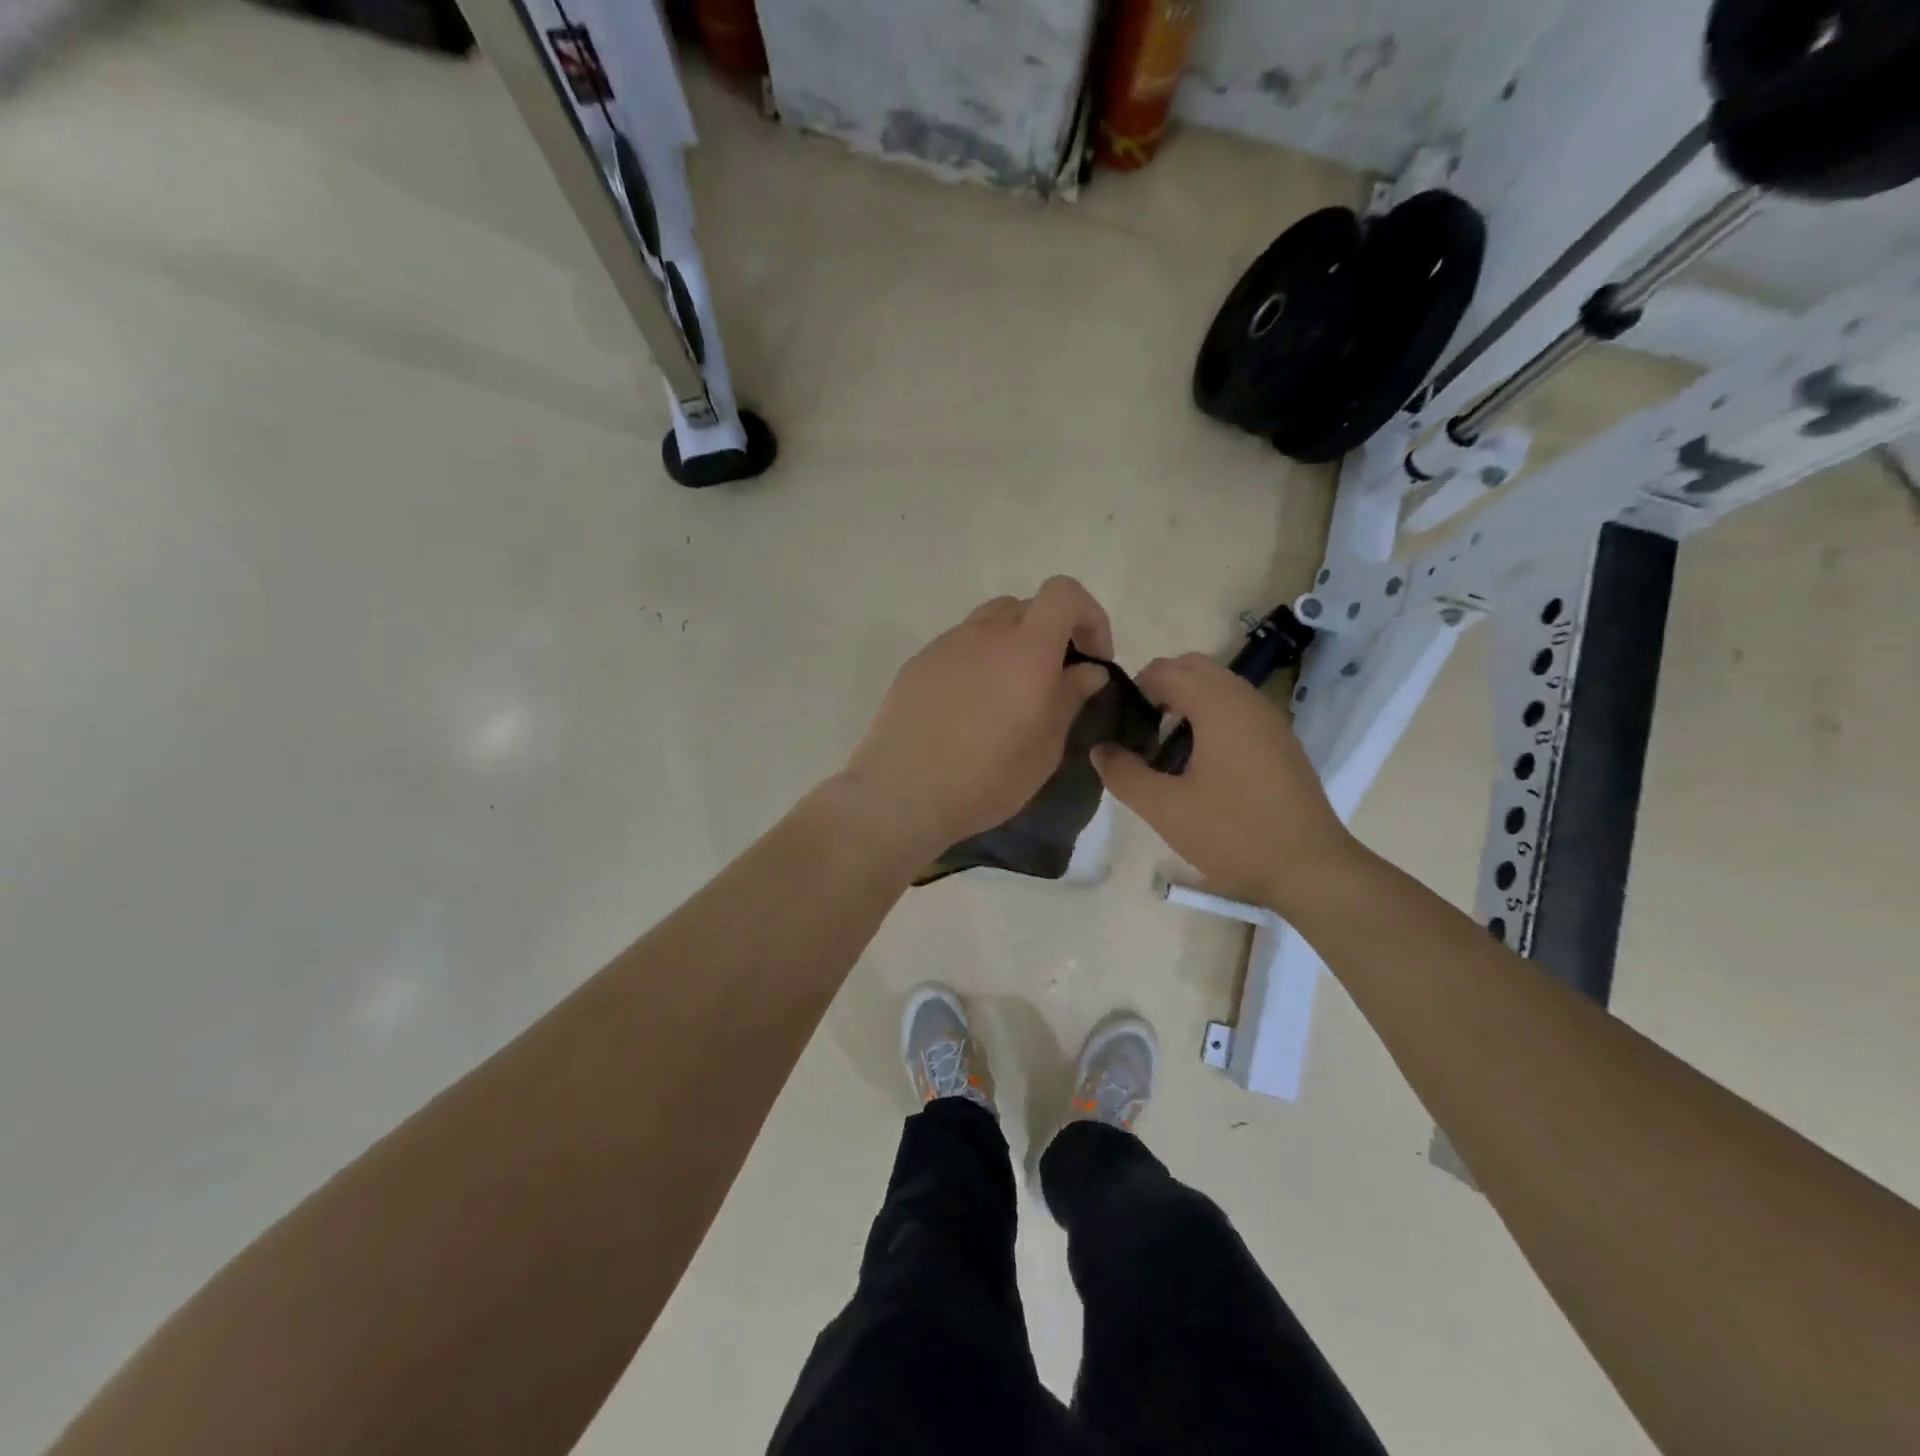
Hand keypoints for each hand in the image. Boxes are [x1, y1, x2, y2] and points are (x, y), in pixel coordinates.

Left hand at [837, 577, 1113, 861]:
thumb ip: (1070, 699)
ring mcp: (946, 645)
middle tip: (1055, 680)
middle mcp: (985, 633)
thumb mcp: (1044, 749)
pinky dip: (979, 660)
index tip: (1092, 659)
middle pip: (1028, 606)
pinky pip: (960, 645)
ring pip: (990, 623)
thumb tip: (1088, 670)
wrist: (901, 793)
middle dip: (1052, 633)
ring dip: (1013, 644)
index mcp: (1026, 649)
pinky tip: (971, 706)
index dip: (1088, 616)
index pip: (1064, 593)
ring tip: (1011, 692)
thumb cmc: (985, 778)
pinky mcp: (918, 663)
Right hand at [1091, 653, 1356, 910]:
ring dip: (1186, 702)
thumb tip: (1100, 749)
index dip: (1134, 690)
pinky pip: (1237, 707)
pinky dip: (1211, 716)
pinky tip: (1201, 764)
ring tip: (1166, 750)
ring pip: (1217, 686)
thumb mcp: (1164, 809)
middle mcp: (1246, 699)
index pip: (1164, 669)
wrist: (1310, 868)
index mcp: (1218, 706)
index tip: (1121, 727)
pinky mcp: (1280, 740)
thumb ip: (1124, 774)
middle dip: (1160, 689)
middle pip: (1193, 667)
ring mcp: (1269, 718)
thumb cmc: (1233, 834)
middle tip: (1141, 733)